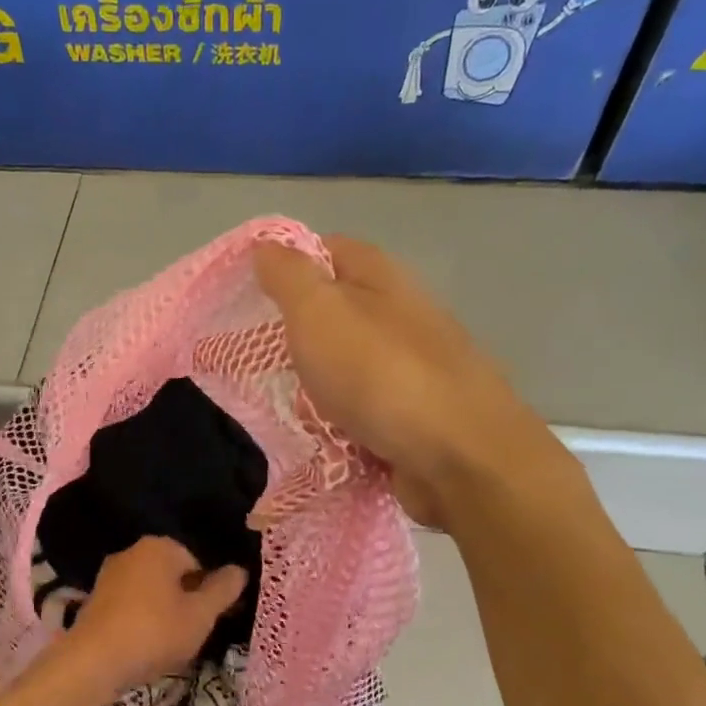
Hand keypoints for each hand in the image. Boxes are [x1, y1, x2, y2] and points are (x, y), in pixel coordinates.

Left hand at [58, 537, 247, 692]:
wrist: (92, 661)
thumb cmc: (155, 632)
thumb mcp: (201, 615)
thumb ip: (223, 590)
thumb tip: (240, 570)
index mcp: (160, 546)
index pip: (198, 563)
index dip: (210, 592)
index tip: (212, 619)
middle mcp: (132, 551)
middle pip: (173, 575)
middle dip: (186, 601)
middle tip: (193, 633)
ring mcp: (109, 575)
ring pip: (151, 591)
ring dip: (163, 613)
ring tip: (169, 644)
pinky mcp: (95, 599)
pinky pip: (130, 605)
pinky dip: (141, 620)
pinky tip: (143, 645)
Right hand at [255, 235, 554, 525]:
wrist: (459, 458)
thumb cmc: (380, 375)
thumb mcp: (319, 312)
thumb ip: (289, 277)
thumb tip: (265, 247)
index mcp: (380, 277)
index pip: (324, 250)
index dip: (284, 266)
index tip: (246, 297)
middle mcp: (400, 314)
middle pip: (334, 312)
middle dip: (294, 334)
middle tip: (256, 357)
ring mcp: (411, 366)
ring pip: (345, 365)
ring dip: (315, 384)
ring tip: (281, 402)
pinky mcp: (414, 414)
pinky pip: (360, 408)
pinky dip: (338, 420)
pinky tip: (319, 435)